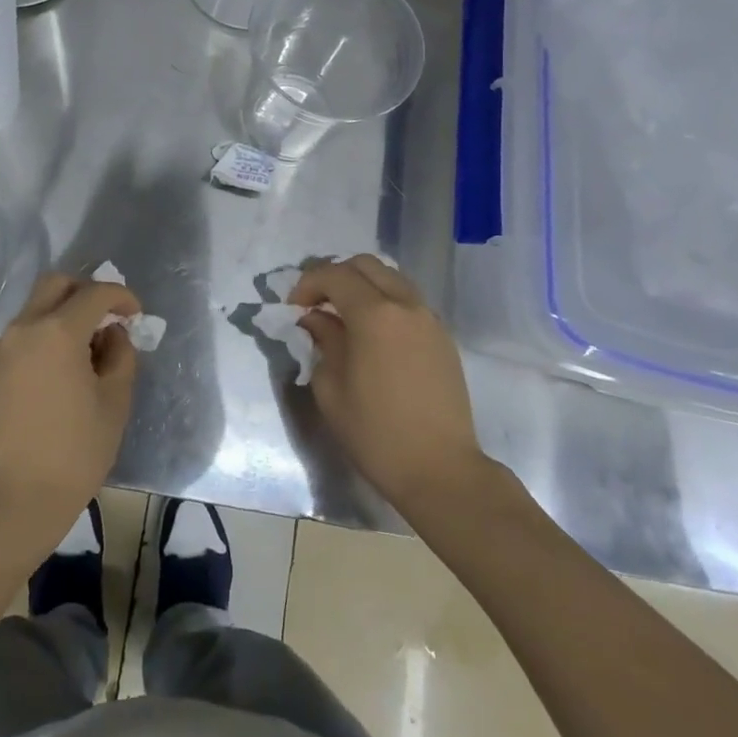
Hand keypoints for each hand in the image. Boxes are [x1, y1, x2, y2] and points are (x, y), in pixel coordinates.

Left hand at [0, 273, 139, 543]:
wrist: (16, 499)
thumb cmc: (75, 452)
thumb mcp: (114, 402)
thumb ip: (120, 356)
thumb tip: (112, 334)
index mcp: (58, 331)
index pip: (95, 293)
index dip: (121, 297)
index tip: (136, 314)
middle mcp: (25, 327)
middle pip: (56, 284)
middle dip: (85, 291)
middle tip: (107, 317)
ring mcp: (3, 347)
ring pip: (36, 306)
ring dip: (64, 312)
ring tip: (87, 348)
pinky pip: (23, 332)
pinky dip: (45, 333)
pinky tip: (62, 366)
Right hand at [289, 256, 483, 519]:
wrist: (441, 470)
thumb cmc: (376, 433)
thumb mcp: (332, 388)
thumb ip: (322, 342)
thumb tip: (316, 320)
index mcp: (374, 314)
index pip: (334, 275)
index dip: (308, 283)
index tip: (293, 308)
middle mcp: (405, 305)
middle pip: (366, 265)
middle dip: (336, 276)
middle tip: (317, 303)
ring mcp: (429, 319)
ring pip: (391, 278)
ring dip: (363, 285)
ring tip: (344, 315)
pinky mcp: (443, 337)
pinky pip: (408, 301)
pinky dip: (385, 301)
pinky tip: (373, 333)